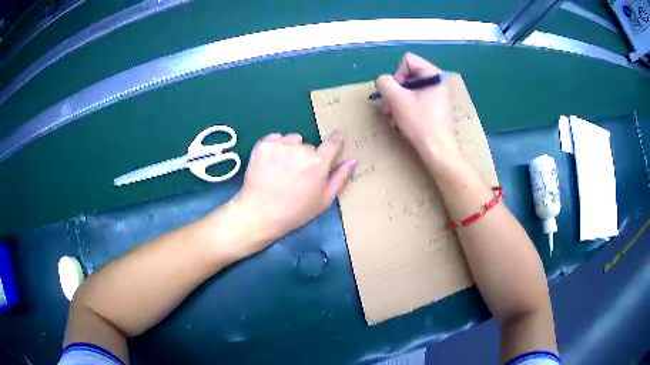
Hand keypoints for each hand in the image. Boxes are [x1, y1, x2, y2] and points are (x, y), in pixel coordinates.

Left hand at [227, 131, 354, 257]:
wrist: (260, 213)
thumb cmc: (295, 212)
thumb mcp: (324, 201)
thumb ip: (340, 178)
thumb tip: (352, 159)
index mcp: (319, 162)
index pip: (332, 143)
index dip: (336, 138)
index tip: (338, 133)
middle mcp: (302, 149)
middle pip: (309, 146)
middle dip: (306, 156)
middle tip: (296, 174)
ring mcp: (281, 145)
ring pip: (292, 140)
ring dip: (290, 149)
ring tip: (281, 169)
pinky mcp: (264, 145)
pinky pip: (275, 138)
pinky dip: (275, 147)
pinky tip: (270, 163)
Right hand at [375, 53, 457, 157]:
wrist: (437, 151)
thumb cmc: (420, 123)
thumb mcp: (397, 99)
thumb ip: (385, 83)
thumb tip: (382, 81)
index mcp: (434, 75)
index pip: (407, 61)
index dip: (396, 75)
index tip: (395, 94)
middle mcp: (437, 82)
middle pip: (407, 76)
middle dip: (394, 92)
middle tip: (387, 109)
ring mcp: (436, 96)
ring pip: (408, 90)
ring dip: (396, 103)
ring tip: (391, 119)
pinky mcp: (434, 108)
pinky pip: (414, 101)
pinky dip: (404, 110)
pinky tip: (399, 122)